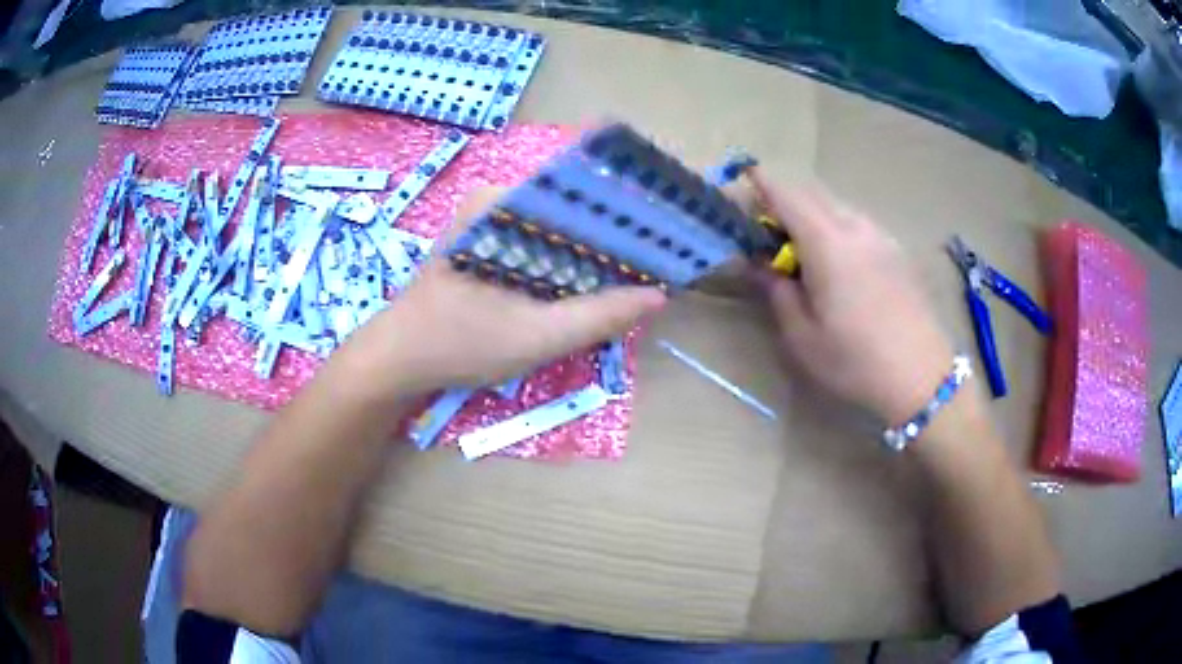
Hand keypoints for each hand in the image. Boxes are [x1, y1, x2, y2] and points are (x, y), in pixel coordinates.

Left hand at [338, 189, 666, 398]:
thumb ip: (598, 317)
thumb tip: (657, 296)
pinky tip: (589, 288)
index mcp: (501, 202)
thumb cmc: (457, 344)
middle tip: (654, 269)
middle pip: (571, 212)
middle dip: (611, 242)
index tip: (663, 243)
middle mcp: (495, 199)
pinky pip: (539, 246)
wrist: (395, 361)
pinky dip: (565, 266)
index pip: (580, 194)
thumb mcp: (535, 336)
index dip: (626, 218)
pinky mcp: (485, 243)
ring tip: (633, 279)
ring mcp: (488, 220)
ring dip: (591, 256)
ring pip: (557, 231)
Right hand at [748, 172, 954, 423]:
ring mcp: (881, 236)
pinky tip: (841, 264)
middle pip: (813, 194)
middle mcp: (855, 227)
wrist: (922, 376)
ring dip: (813, 215)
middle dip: (785, 200)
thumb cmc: (855, 360)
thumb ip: (776, 291)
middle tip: (768, 230)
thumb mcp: (803, 336)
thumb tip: (758, 264)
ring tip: (804, 251)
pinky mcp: (896, 251)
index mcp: (827, 243)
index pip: (787, 194)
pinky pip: (859, 223)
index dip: (761, 183)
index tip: (742, 182)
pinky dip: (838, 228)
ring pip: (838, 207)